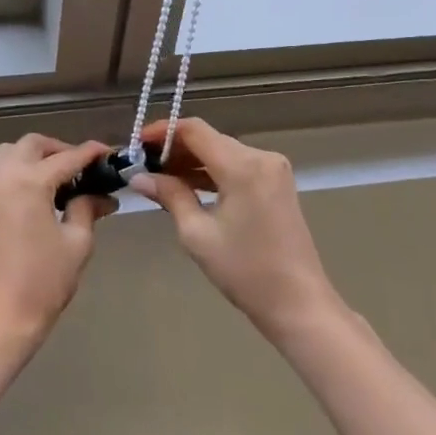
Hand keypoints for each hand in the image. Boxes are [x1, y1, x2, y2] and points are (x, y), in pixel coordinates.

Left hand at [0, 134, 117, 350]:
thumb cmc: (42, 283)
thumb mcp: (76, 244)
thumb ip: (87, 209)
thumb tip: (102, 196)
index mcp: (28, 182)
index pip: (66, 158)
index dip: (90, 153)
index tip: (108, 153)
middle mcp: (0, 176)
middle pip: (31, 145)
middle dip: (57, 150)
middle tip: (80, 168)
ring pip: (7, 155)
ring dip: (32, 158)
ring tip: (56, 180)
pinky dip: (15, 174)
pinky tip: (32, 198)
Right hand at [130, 117, 339, 339]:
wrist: (298, 304)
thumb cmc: (245, 271)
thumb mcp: (197, 234)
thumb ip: (169, 195)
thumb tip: (140, 177)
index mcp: (242, 166)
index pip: (194, 130)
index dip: (162, 131)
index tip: (136, 144)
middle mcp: (261, 157)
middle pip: (208, 138)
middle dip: (174, 148)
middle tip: (143, 165)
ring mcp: (273, 169)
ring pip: (222, 151)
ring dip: (192, 161)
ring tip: (160, 177)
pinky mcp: (276, 183)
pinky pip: (237, 165)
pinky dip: (212, 172)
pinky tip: (189, 186)